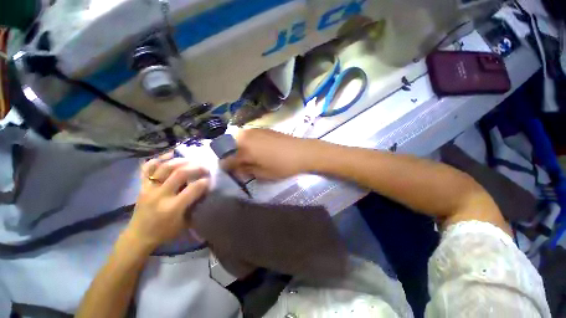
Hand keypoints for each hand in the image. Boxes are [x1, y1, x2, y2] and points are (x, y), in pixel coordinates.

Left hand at [125, 155, 209, 250]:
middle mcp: (160, 195)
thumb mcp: (185, 223)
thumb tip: (205, 190)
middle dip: (196, 167)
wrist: (139, 236)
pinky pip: (148, 168)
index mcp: (172, 208)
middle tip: (204, 167)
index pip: (193, 189)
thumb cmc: (165, 232)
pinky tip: (169, 156)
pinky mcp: (141, 186)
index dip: (204, 181)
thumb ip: (195, 205)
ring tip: (191, 160)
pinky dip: (158, 159)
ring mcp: (149, 189)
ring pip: (165, 168)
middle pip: (180, 173)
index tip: (210, 179)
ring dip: (180, 161)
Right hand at [222, 129, 316, 180]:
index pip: (226, 159)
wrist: (301, 151)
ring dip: (237, 148)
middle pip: (229, 146)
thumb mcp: (262, 174)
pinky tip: (255, 148)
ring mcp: (253, 130)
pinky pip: (247, 135)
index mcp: (243, 149)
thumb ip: (246, 170)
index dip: (227, 167)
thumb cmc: (282, 165)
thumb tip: (237, 168)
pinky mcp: (262, 128)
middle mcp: (245, 136)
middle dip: (231, 156)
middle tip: (239, 164)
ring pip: (237, 139)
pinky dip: (246, 142)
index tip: (231, 172)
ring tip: (246, 156)